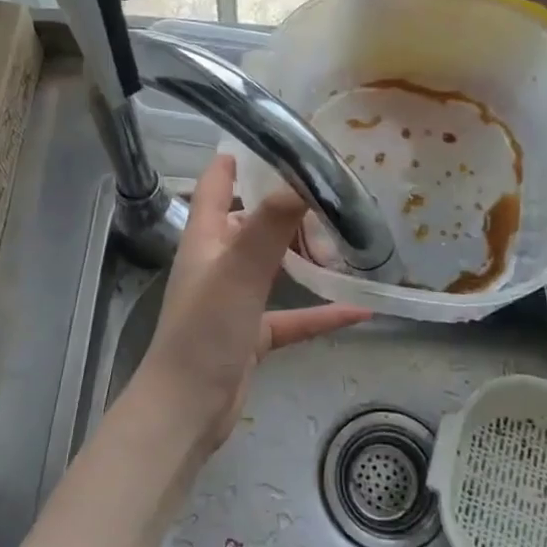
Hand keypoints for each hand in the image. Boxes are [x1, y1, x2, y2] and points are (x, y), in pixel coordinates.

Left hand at [130, 154, 371, 451]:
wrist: (187, 410)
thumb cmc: (205, 332)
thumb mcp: (239, 272)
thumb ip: (270, 225)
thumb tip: (303, 179)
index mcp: (206, 238)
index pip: (216, 184)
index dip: (237, 158)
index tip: (272, 136)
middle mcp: (219, 262)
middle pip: (253, 221)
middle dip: (287, 206)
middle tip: (332, 191)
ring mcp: (235, 299)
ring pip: (275, 264)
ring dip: (305, 254)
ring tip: (348, 238)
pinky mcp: (251, 333)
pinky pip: (293, 315)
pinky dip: (321, 311)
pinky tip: (359, 309)